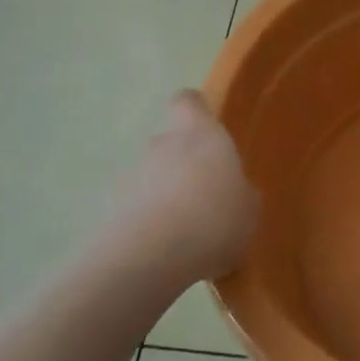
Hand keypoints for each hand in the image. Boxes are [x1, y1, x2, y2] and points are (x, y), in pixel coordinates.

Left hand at [109, 91, 259, 285]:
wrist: (150, 258)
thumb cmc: (213, 219)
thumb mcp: (248, 210)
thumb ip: (240, 193)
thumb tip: (235, 191)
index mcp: (200, 134)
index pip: (188, 101)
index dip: (195, 111)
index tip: (207, 128)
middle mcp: (162, 145)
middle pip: (170, 142)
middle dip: (184, 163)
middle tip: (204, 194)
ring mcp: (132, 175)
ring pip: (152, 176)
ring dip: (165, 194)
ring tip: (185, 230)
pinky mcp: (111, 208)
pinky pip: (137, 207)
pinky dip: (148, 221)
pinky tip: (165, 250)